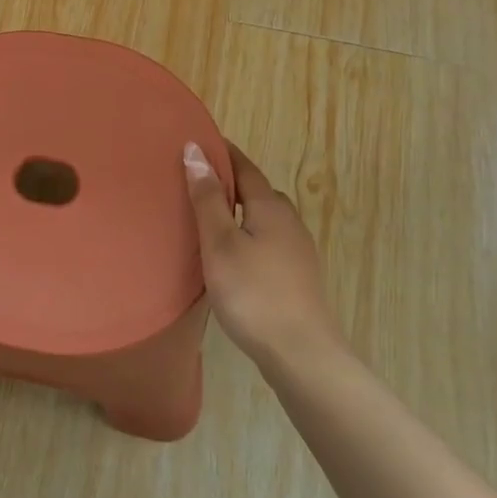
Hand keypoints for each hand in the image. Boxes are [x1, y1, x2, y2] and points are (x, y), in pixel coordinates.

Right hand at [184, 139, 343, 369]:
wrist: (301, 354)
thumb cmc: (253, 293)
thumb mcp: (220, 243)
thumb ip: (207, 198)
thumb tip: (195, 150)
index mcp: (270, 207)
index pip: (244, 167)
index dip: (222, 153)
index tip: (198, 142)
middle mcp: (289, 221)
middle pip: (256, 192)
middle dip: (229, 183)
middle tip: (194, 183)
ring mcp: (298, 251)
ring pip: (263, 218)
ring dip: (238, 212)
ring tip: (207, 219)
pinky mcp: (298, 276)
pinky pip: (268, 241)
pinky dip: (247, 235)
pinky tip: (232, 255)